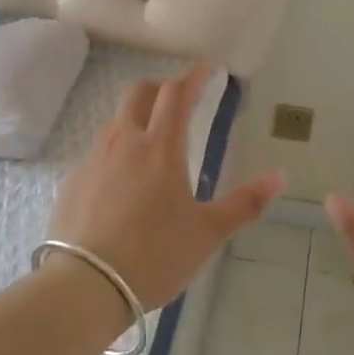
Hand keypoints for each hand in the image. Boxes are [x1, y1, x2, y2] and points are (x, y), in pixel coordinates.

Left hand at [50, 66, 285, 314]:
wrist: (85, 285)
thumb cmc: (155, 255)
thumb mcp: (207, 233)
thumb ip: (245, 203)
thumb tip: (280, 177)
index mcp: (160, 148)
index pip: (177, 94)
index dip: (193, 77)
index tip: (207, 69)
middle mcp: (124, 142)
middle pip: (139, 93)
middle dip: (161, 88)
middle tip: (179, 100)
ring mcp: (93, 160)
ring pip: (116, 121)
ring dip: (137, 118)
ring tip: (152, 141)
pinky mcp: (73, 181)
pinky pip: (98, 152)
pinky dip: (116, 151)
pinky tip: (122, 181)